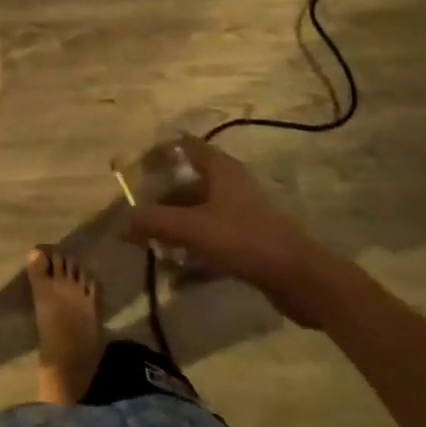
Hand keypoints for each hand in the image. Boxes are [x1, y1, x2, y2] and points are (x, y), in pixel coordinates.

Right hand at [121, 136, 335, 323]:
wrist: (303, 280)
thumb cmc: (246, 240)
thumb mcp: (193, 228)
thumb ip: (154, 222)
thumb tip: (122, 224)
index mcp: (220, 168)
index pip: (183, 145)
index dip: (158, 153)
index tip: (135, 172)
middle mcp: (230, 184)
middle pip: (187, 182)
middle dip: (160, 198)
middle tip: (137, 216)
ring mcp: (241, 213)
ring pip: (198, 212)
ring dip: (174, 227)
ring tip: (150, 245)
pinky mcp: (249, 241)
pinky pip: (211, 238)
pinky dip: (192, 250)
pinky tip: (176, 274)